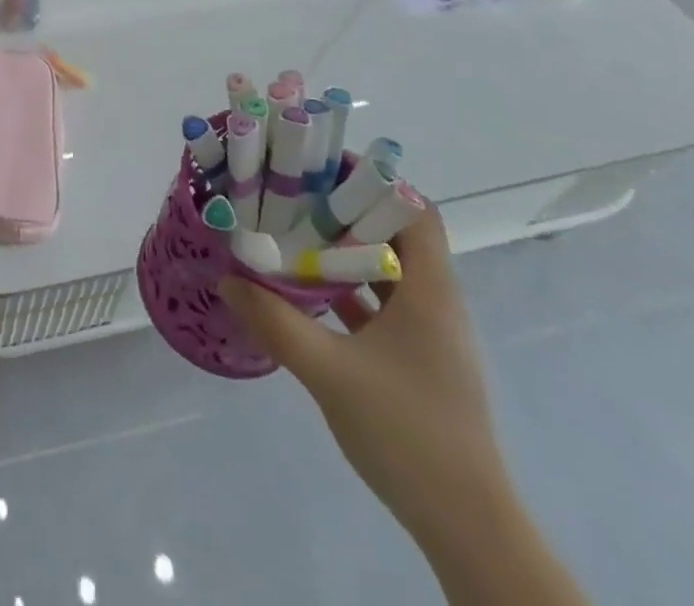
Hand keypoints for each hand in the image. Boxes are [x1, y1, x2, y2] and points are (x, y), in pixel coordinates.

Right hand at [220, 208, 509, 544]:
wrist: (466, 526)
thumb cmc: (407, 434)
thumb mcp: (329, 373)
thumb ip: (275, 322)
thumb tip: (227, 280)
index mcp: (430, 292)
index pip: (415, 210)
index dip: (375, 180)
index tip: (322, 167)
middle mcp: (436, 302)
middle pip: (396, 234)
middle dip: (346, 210)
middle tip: (294, 195)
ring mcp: (429, 334)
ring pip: (387, 270)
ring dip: (345, 250)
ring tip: (293, 233)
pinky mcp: (418, 359)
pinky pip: (382, 304)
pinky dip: (348, 289)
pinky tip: (307, 292)